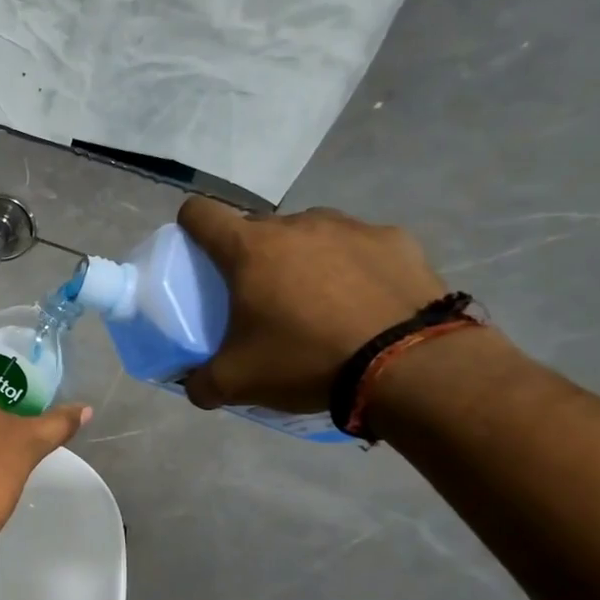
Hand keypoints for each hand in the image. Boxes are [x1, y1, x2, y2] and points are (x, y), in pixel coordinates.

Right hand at [178, 196, 447, 412]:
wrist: (409, 366)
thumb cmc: (306, 360)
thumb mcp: (238, 382)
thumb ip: (202, 382)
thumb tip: (194, 386)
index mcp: (249, 249)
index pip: (200, 213)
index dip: (191, 227)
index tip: (198, 254)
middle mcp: (295, 225)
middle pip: (258, 228)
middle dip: (252, 255)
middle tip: (262, 297)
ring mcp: (349, 227)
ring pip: (309, 233)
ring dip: (303, 257)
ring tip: (319, 301)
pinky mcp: (395, 239)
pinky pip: (360, 246)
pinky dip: (354, 266)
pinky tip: (366, 303)